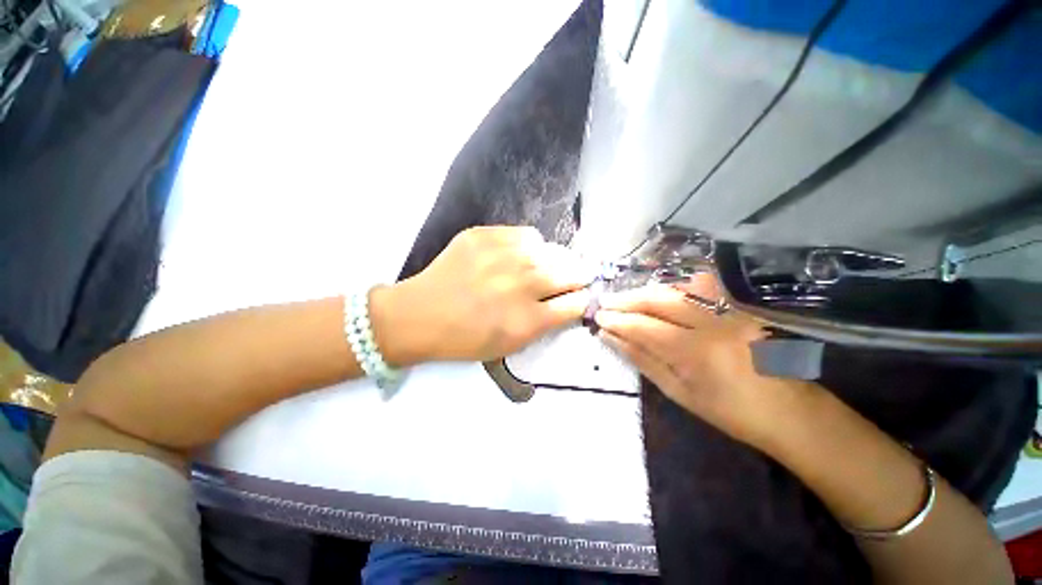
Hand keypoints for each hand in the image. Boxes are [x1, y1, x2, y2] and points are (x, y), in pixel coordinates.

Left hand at [372, 226, 593, 363]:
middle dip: (579, 276)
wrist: (421, 315)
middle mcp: (521, 285)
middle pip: (571, 272)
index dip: (582, 298)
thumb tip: (569, 300)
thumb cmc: (466, 338)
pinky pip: (526, 234)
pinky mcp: (485, 236)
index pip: (576, 302)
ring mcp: (503, 256)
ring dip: (557, 259)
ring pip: (552, 251)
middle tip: (576, 276)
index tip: (580, 295)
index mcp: (528, 320)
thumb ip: (545, 323)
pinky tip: (522, 254)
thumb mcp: (511, 344)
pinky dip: (531, 245)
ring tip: (549, 265)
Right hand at [595, 274, 817, 448]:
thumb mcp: (679, 392)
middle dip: (626, 299)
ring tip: (626, 298)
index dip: (617, 320)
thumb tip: (610, 338)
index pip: (643, 327)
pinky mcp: (741, 306)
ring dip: (646, 291)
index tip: (597, 317)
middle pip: (659, 300)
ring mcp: (730, 310)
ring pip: (678, 289)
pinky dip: (676, 287)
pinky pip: (703, 287)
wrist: (789, 411)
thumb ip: (642, 360)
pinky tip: (662, 292)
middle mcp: (713, 323)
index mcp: (695, 352)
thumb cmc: (730, 412)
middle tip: (604, 301)